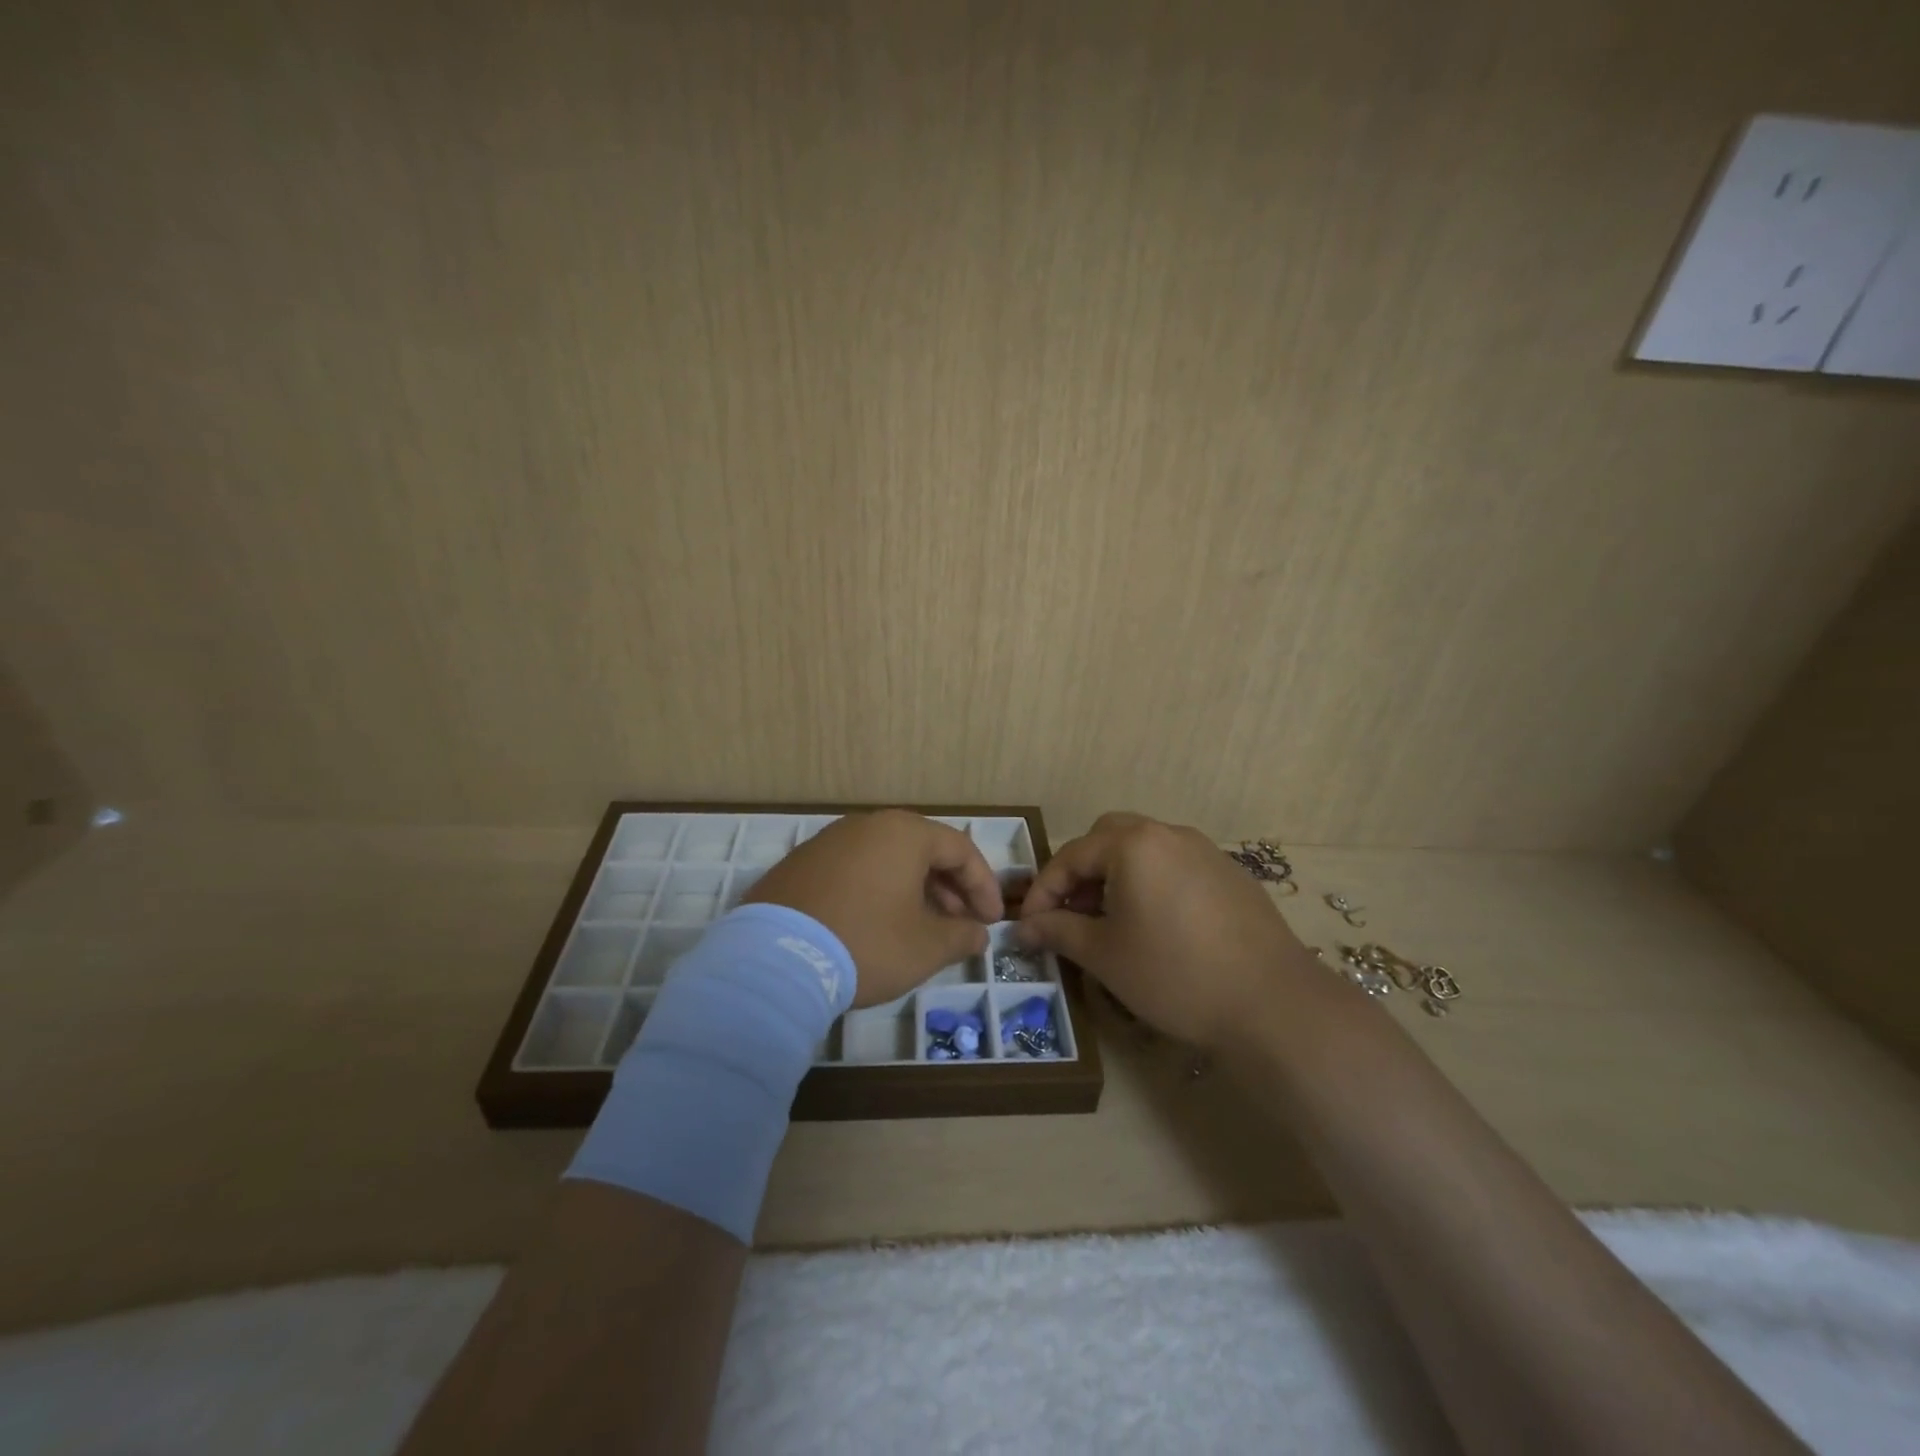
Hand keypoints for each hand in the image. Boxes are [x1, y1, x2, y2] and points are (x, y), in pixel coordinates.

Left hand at [743, 810, 1003, 1007]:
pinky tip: (875, 925)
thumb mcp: (926, 947)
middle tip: (960, 924)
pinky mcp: (799, 865)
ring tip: (920, 927)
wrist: (774, 961)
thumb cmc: (865, 944)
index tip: (992, 920)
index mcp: (903, 833)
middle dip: (949, 888)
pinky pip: (853, 870)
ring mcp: (827, 842)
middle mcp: (866, 825)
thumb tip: (977, 933)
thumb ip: (961, 936)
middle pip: (922, 849)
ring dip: (913, 890)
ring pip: (886, 859)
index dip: (983, 885)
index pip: (960, 849)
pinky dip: (876, 891)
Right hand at [1016, 812, 1312, 1047]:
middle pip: (1108, 838)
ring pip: (1145, 849)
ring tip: (1110, 921)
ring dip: (1116, 875)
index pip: (1071, 856)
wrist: (1273, 1004)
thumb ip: (1058, 931)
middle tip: (1070, 913)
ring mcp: (1206, 851)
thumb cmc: (1175, 974)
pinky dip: (1152, 884)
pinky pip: (1176, 866)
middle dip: (1081, 872)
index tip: (1027, 925)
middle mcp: (1169, 833)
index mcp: (1133, 844)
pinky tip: (1158, 926)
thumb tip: (1022, 928)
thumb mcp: (1105, 955)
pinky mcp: (1231, 875)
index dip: (1043, 890)